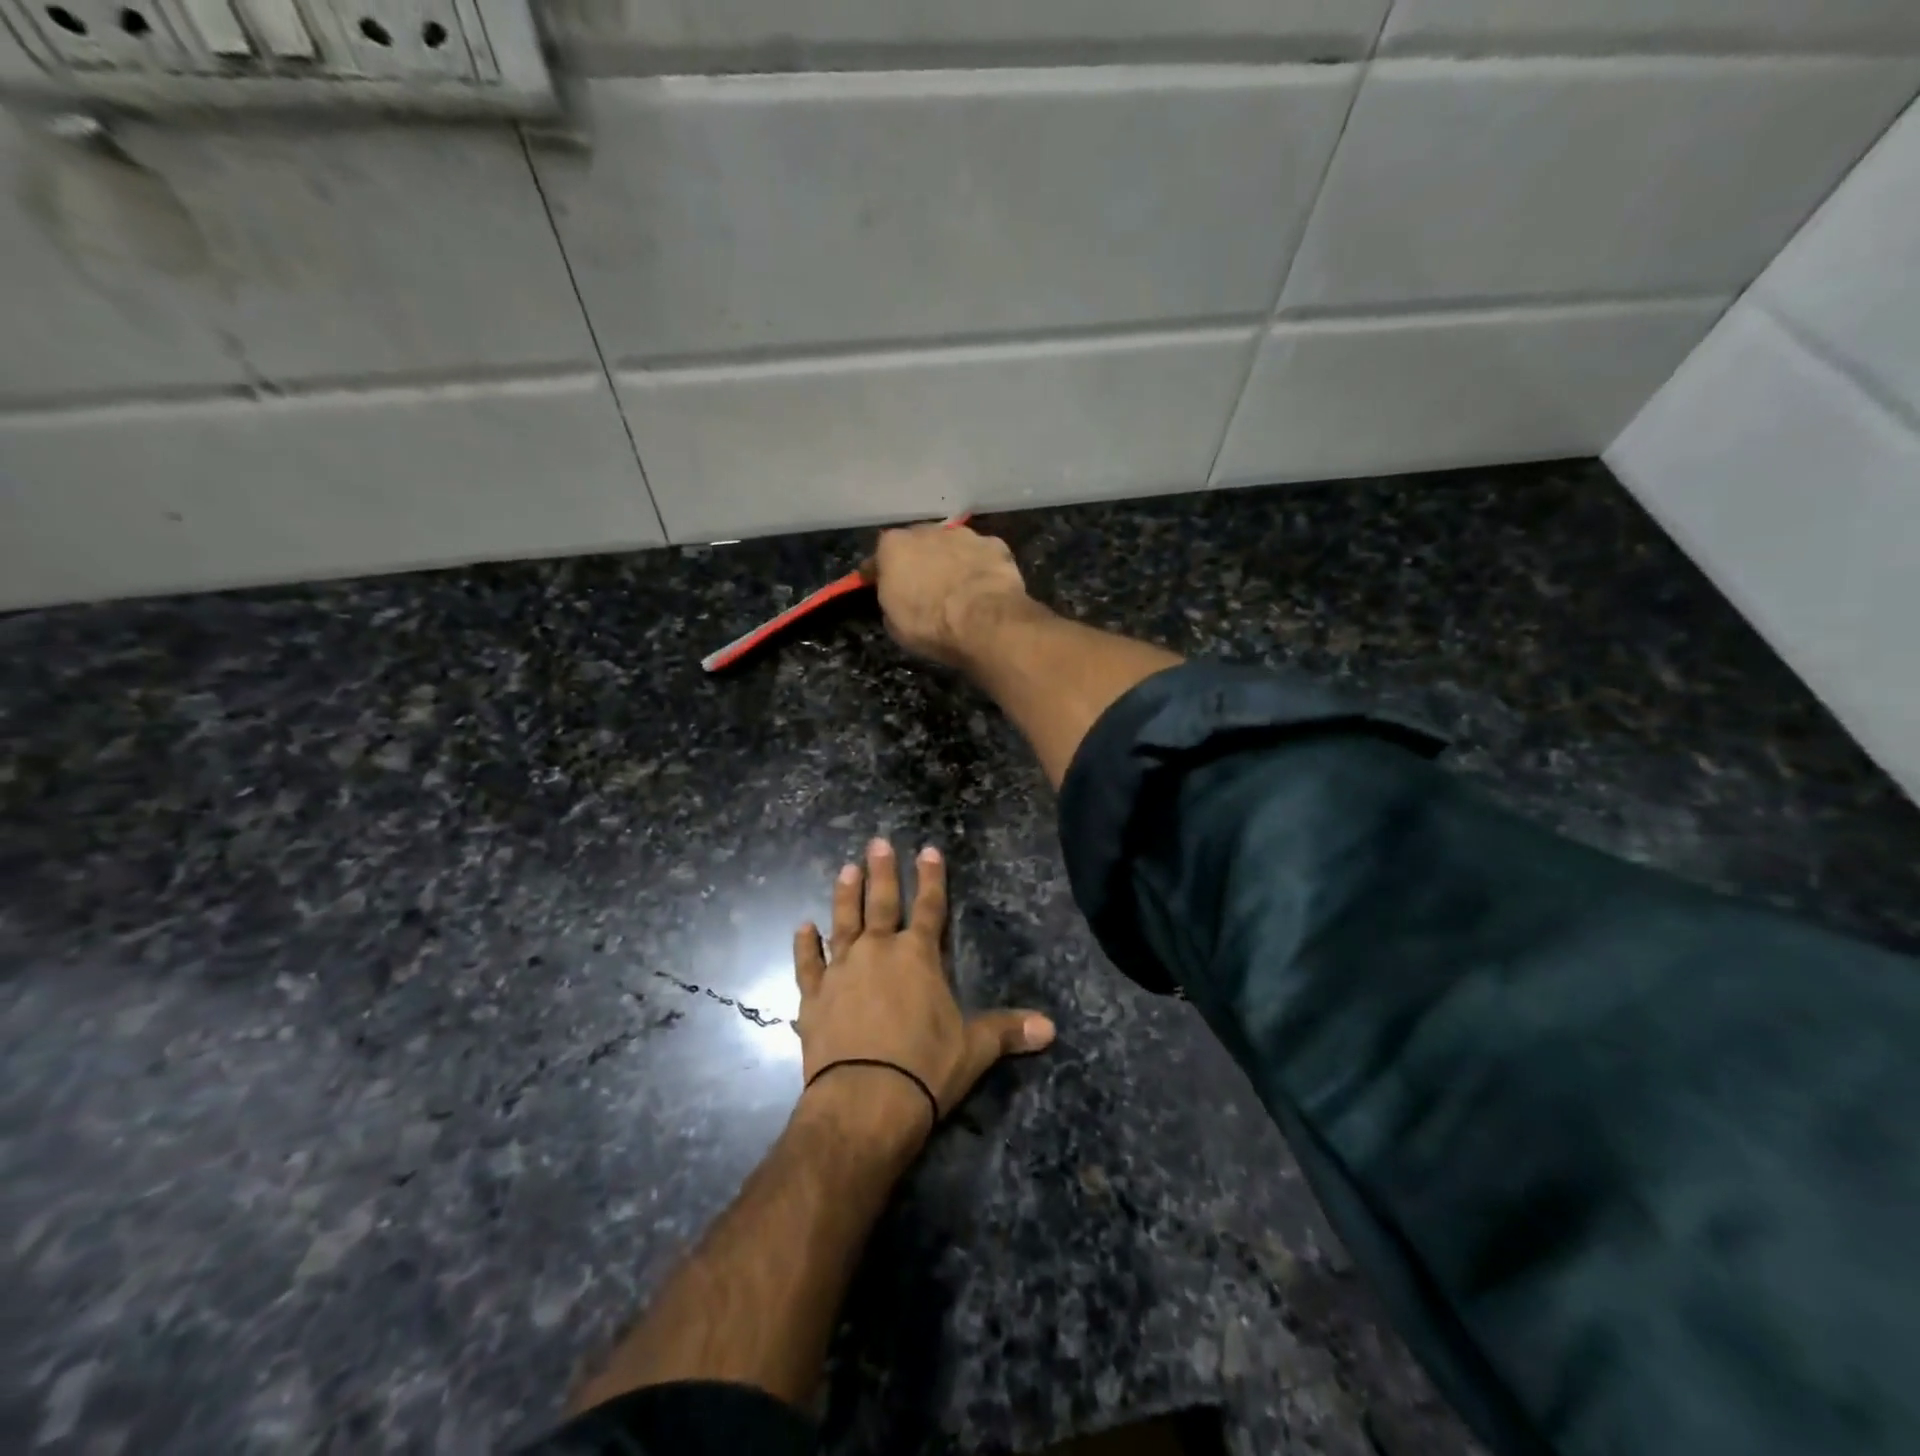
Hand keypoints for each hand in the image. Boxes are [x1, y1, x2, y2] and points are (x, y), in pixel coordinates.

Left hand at [792, 839, 1054, 1144]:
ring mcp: (842, 971)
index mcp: (919, 956)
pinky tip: (802, 927)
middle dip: (882, 871)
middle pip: (882, 902)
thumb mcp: (973, 1049)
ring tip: (845, 869)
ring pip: (843, 922)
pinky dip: (804, 945)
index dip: (932, 878)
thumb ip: (1007, 1031)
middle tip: (877, 842)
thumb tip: (1051, 1028)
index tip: (927, 849)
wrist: (864, 1100)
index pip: (931, 907)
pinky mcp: (814, 996)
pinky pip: (808, 963)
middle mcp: (878, 952)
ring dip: (845, 895)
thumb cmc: (924, 1068)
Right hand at [872, 524, 1032, 666]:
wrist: (985, 622)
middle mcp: (926, 531)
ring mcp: (963, 535)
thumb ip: (892, 601)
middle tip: (923, 585)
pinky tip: (984, 586)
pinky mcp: (994, 544)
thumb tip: (899, 598)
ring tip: (957, 586)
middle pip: (916, 544)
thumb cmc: (930, 626)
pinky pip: (980, 554)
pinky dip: (980, 566)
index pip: (877, 559)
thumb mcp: (895, 624)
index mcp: (894, 547)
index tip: (877, 585)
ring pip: (950, 545)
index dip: (877, 574)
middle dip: (917, 561)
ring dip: (950, 560)